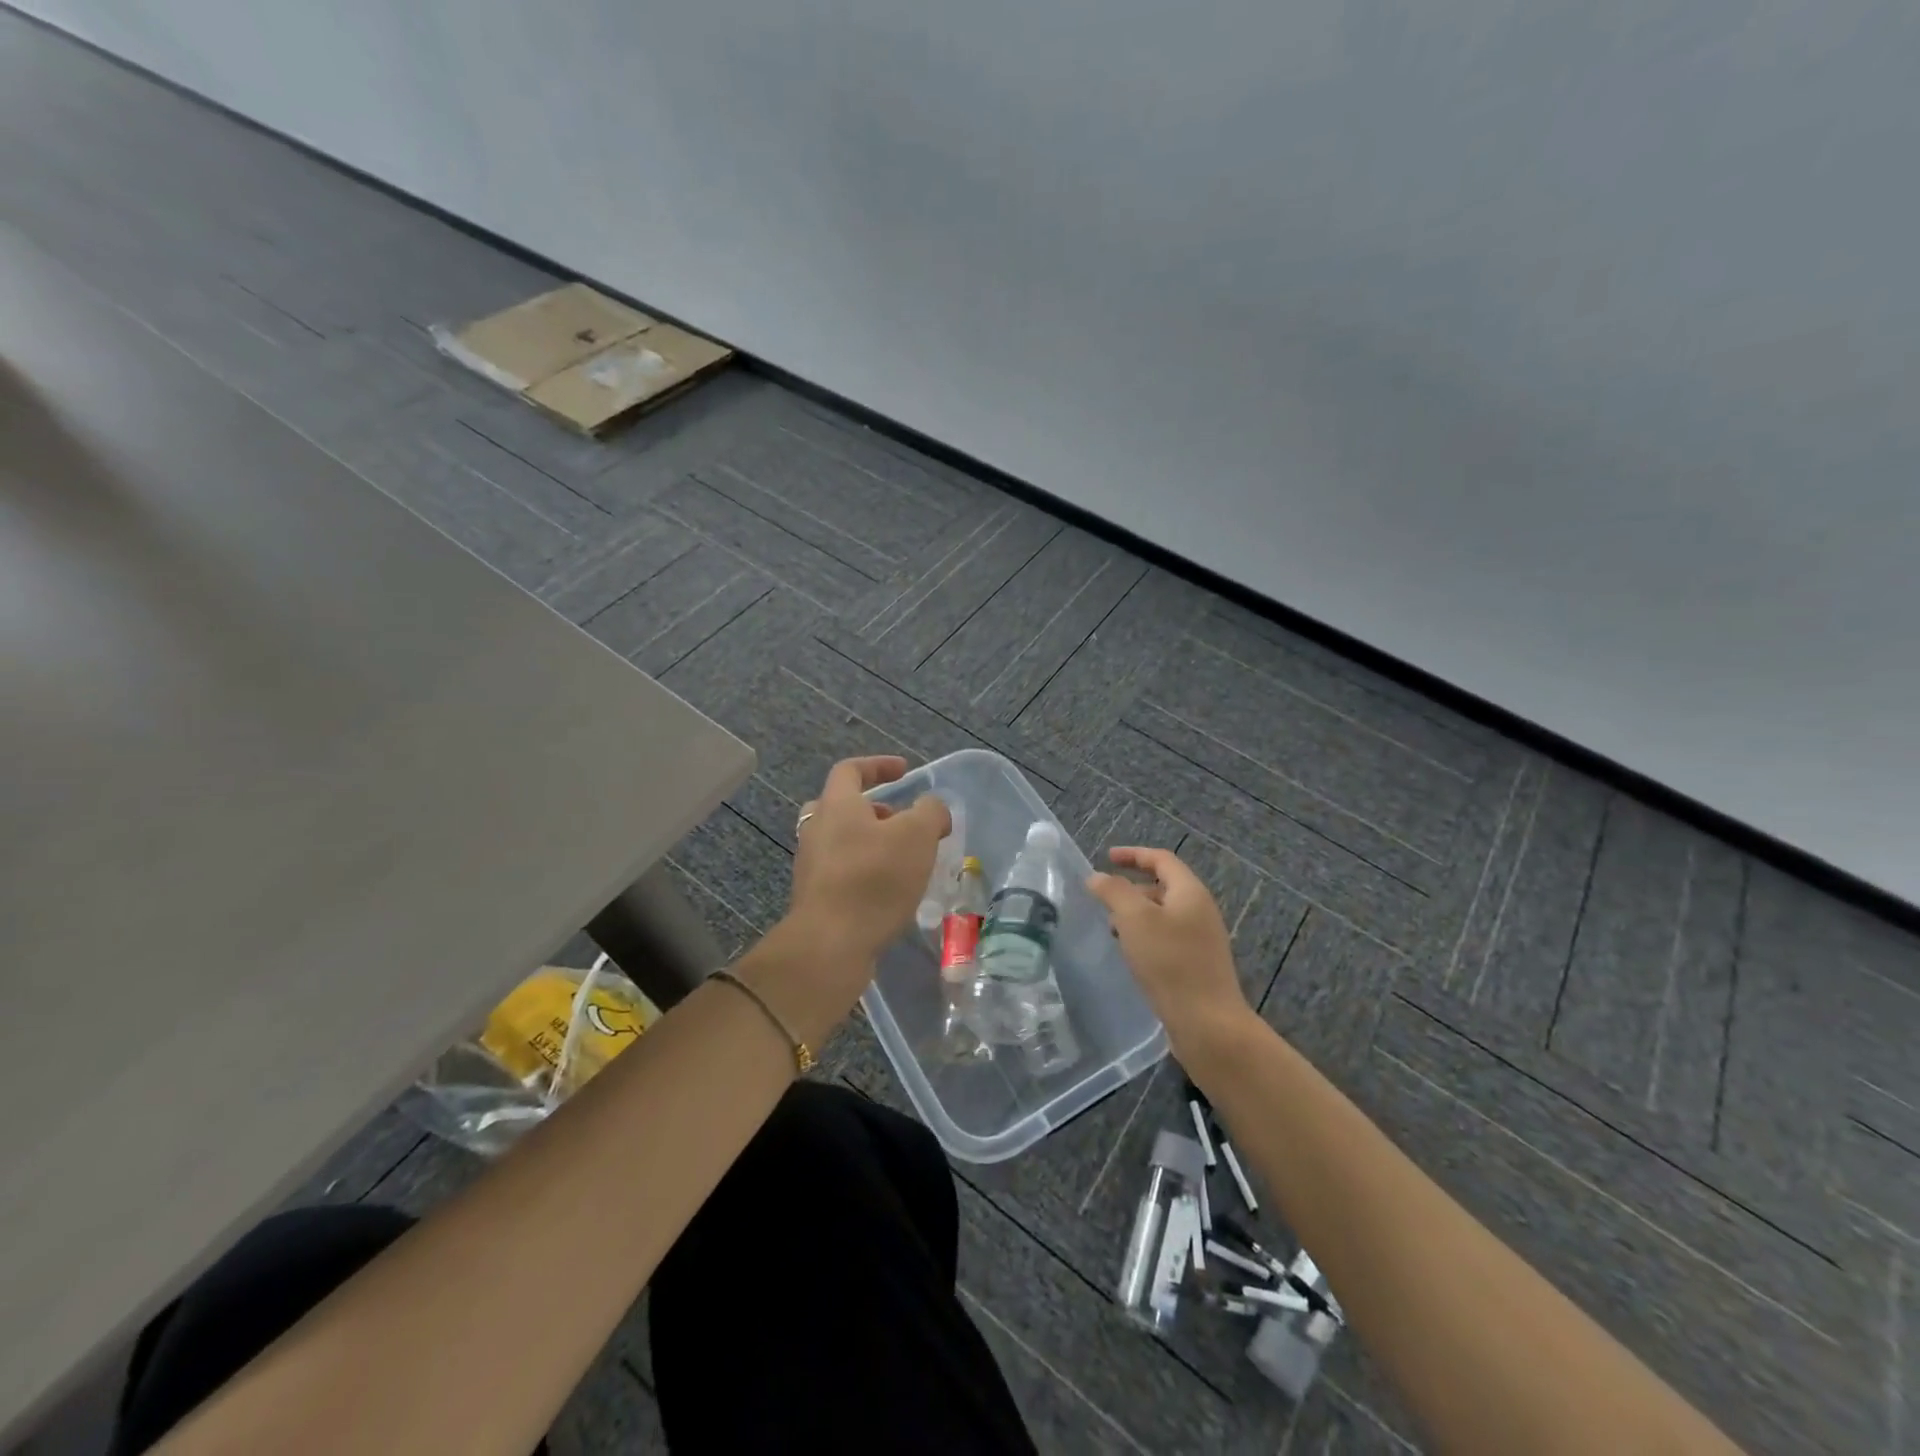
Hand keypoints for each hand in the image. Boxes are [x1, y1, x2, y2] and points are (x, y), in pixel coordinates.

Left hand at [777, 754, 950, 1003]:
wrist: (830, 944)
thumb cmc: (874, 878)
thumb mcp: (917, 836)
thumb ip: (930, 812)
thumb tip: (931, 810)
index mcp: (836, 805)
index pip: (850, 769)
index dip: (878, 765)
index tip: (904, 771)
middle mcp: (816, 830)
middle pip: (841, 806)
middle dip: (875, 810)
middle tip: (901, 822)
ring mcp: (811, 866)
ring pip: (842, 841)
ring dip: (872, 843)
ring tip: (905, 861)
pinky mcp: (816, 898)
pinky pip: (842, 872)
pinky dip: (865, 871)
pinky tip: (890, 892)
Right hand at [1087, 847, 1253, 1055]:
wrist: (1207, 1023)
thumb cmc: (1169, 962)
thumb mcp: (1134, 919)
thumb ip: (1113, 891)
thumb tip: (1097, 877)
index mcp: (1190, 892)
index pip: (1161, 860)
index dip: (1133, 854)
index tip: (1106, 857)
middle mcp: (1200, 910)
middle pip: (1163, 886)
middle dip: (1131, 887)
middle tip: (1103, 898)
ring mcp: (1201, 939)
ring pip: (1163, 914)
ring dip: (1136, 914)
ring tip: (1111, 928)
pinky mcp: (1197, 964)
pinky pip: (1167, 937)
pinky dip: (1145, 936)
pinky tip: (1130, 954)